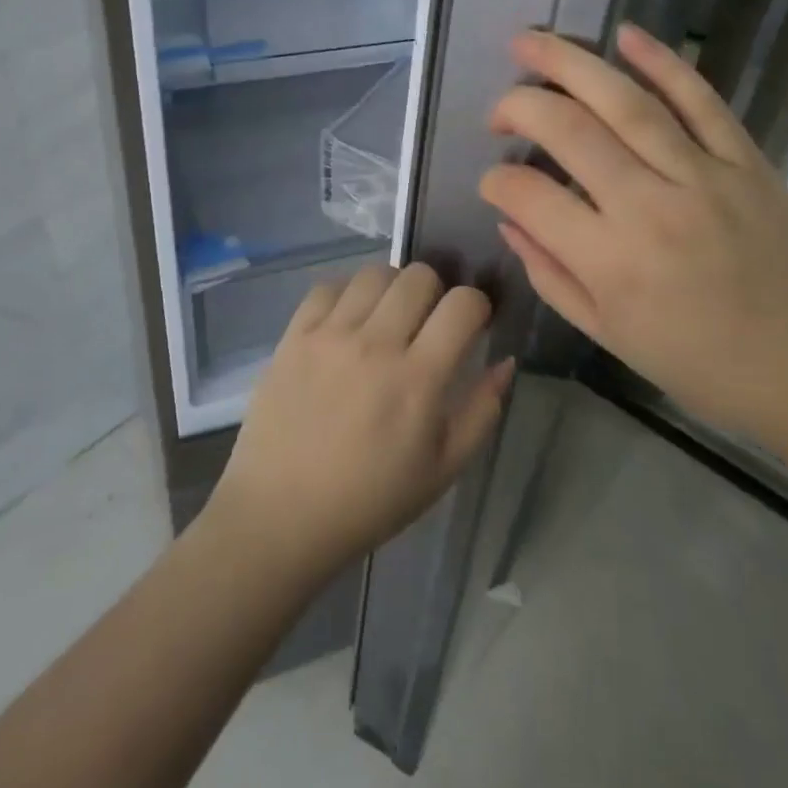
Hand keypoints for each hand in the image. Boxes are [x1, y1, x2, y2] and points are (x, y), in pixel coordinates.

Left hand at [208, 264, 511, 580]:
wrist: (281, 514)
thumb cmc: (370, 500)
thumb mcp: (443, 470)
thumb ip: (482, 411)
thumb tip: (505, 362)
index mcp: (418, 379)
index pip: (462, 304)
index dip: (477, 306)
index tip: (471, 324)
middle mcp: (375, 344)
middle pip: (419, 277)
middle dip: (436, 291)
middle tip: (428, 322)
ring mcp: (330, 335)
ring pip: (374, 273)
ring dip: (392, 288)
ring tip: (387, 317)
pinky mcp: (294, 336)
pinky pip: (327, 287)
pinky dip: (346, 295)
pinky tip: (347, 322)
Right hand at [478, 25, 787, 434]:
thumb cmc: (704, 368)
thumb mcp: (611, 336)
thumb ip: (551, 275)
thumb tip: (510, 221)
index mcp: (611, 262)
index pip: (528, 196)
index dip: (496, 181)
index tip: (492, 182)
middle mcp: (650, 206)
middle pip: (569, 130)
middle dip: (518, 105)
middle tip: (497, 108)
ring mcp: (704, 176)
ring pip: (626, 102)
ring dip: (571, 63)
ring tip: (529, 41)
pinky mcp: (748, 161)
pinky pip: (702, 100)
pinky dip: (664, 62)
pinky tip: (626, 35)